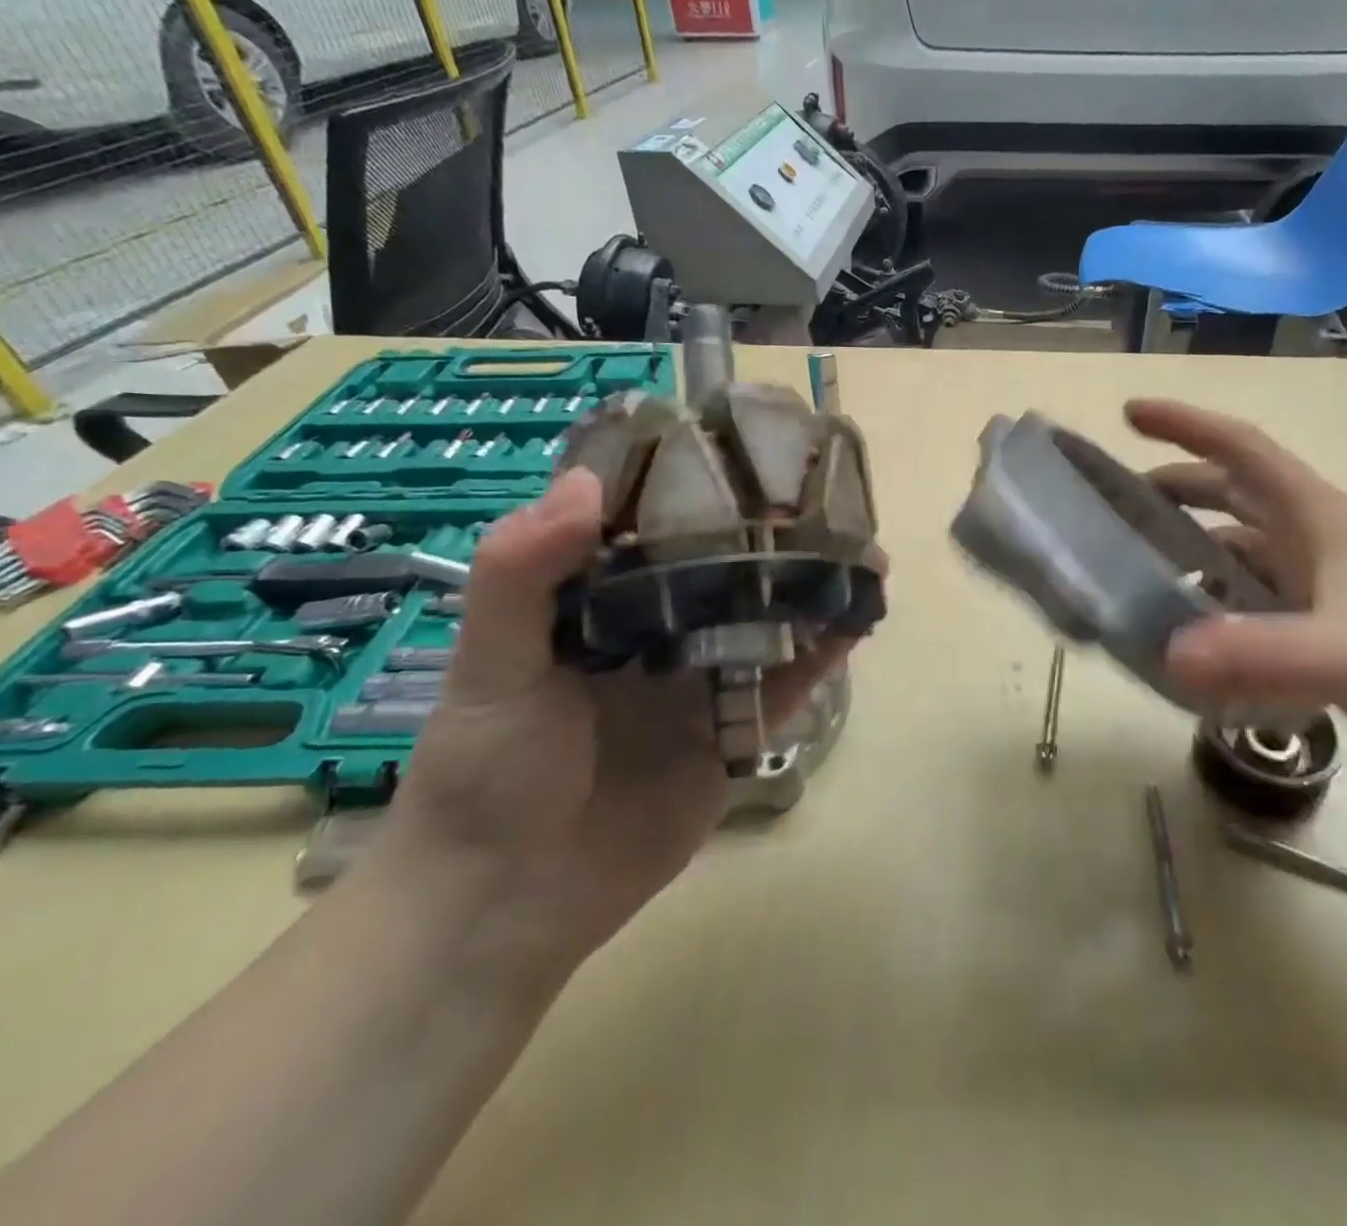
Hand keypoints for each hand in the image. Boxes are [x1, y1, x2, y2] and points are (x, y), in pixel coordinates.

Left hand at [376, 467, 865, 980]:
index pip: (654, 524)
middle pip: (725, 565)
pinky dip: (823, 653)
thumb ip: (522, 576)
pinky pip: (786, 684)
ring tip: (861, 547)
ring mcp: (701, 680)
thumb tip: (585, 484)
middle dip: (773, 531)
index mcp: (599, 600)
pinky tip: (858, 618)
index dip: (697, 483)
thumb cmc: (485, 774)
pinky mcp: (734, 731)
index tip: (744, 443)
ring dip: (810, 586)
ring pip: (766, 618)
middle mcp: (657, 630)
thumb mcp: (490, 668)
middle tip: (825, 492)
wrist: (510, 903)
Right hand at [1130, 399, 1346, 800]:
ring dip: (1192, 553)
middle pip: (1233, 496)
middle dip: (1175, 491)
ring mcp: (1325, 587)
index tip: (1130, 413)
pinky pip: (1256, 604)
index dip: (1186, 424)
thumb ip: (1262, 652)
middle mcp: (1318, 542)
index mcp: (1320, 518)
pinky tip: (1193, 637)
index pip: (1242, 449)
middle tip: (1115, 508)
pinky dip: (1219, 609)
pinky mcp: (1329, 630)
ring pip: (1242, 552)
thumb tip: (1167, 653)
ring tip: (1140, 575)